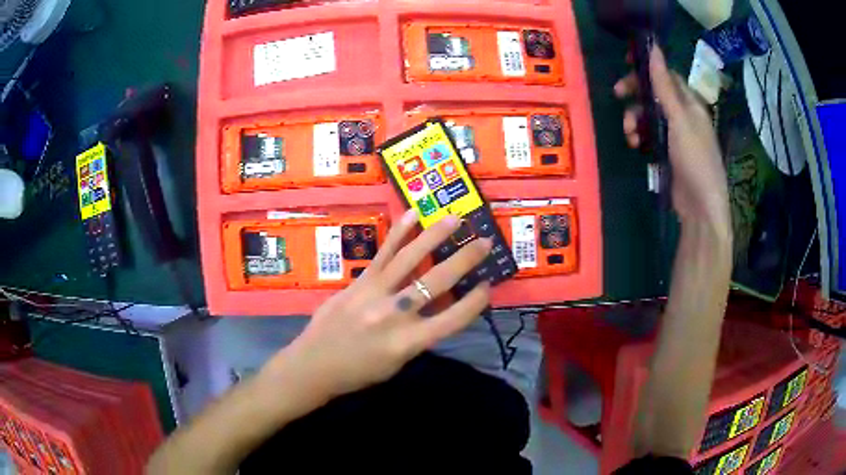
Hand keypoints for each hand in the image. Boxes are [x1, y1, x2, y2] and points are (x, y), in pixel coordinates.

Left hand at [264, 210, 491, 399]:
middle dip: (466, 260)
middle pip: (438, 282)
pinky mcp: (359, 281)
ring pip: (411, 258)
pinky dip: (400, 232)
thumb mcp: (397, 362)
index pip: (453, 319)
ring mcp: (375, 293)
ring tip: (456, 219)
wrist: (314, 364)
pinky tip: (414, 215)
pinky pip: (383, 253)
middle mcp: (395, 314)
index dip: (475, 301)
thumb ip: (419, 335)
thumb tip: (436, 306)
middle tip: (485, 242)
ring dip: (436, 236)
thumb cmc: (359, 372)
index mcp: (408, 343)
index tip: (488, 285)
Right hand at [614, 46, 729, 230]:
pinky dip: (640, 136)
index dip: (646, 68)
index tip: (624, 65)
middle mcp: (683, 115)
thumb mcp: (679, 119)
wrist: (700, 207)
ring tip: (629, 134)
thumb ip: (664, 85)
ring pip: (649, 115)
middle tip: (617, 95)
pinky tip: (636, 146)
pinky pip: (649, 135)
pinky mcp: (668, 153)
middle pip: (654, 93)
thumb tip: (653, 46)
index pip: (665, 76)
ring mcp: (676, 135)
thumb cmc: (695, 159)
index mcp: (690, 103)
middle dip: (635, 94)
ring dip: (635, 119)